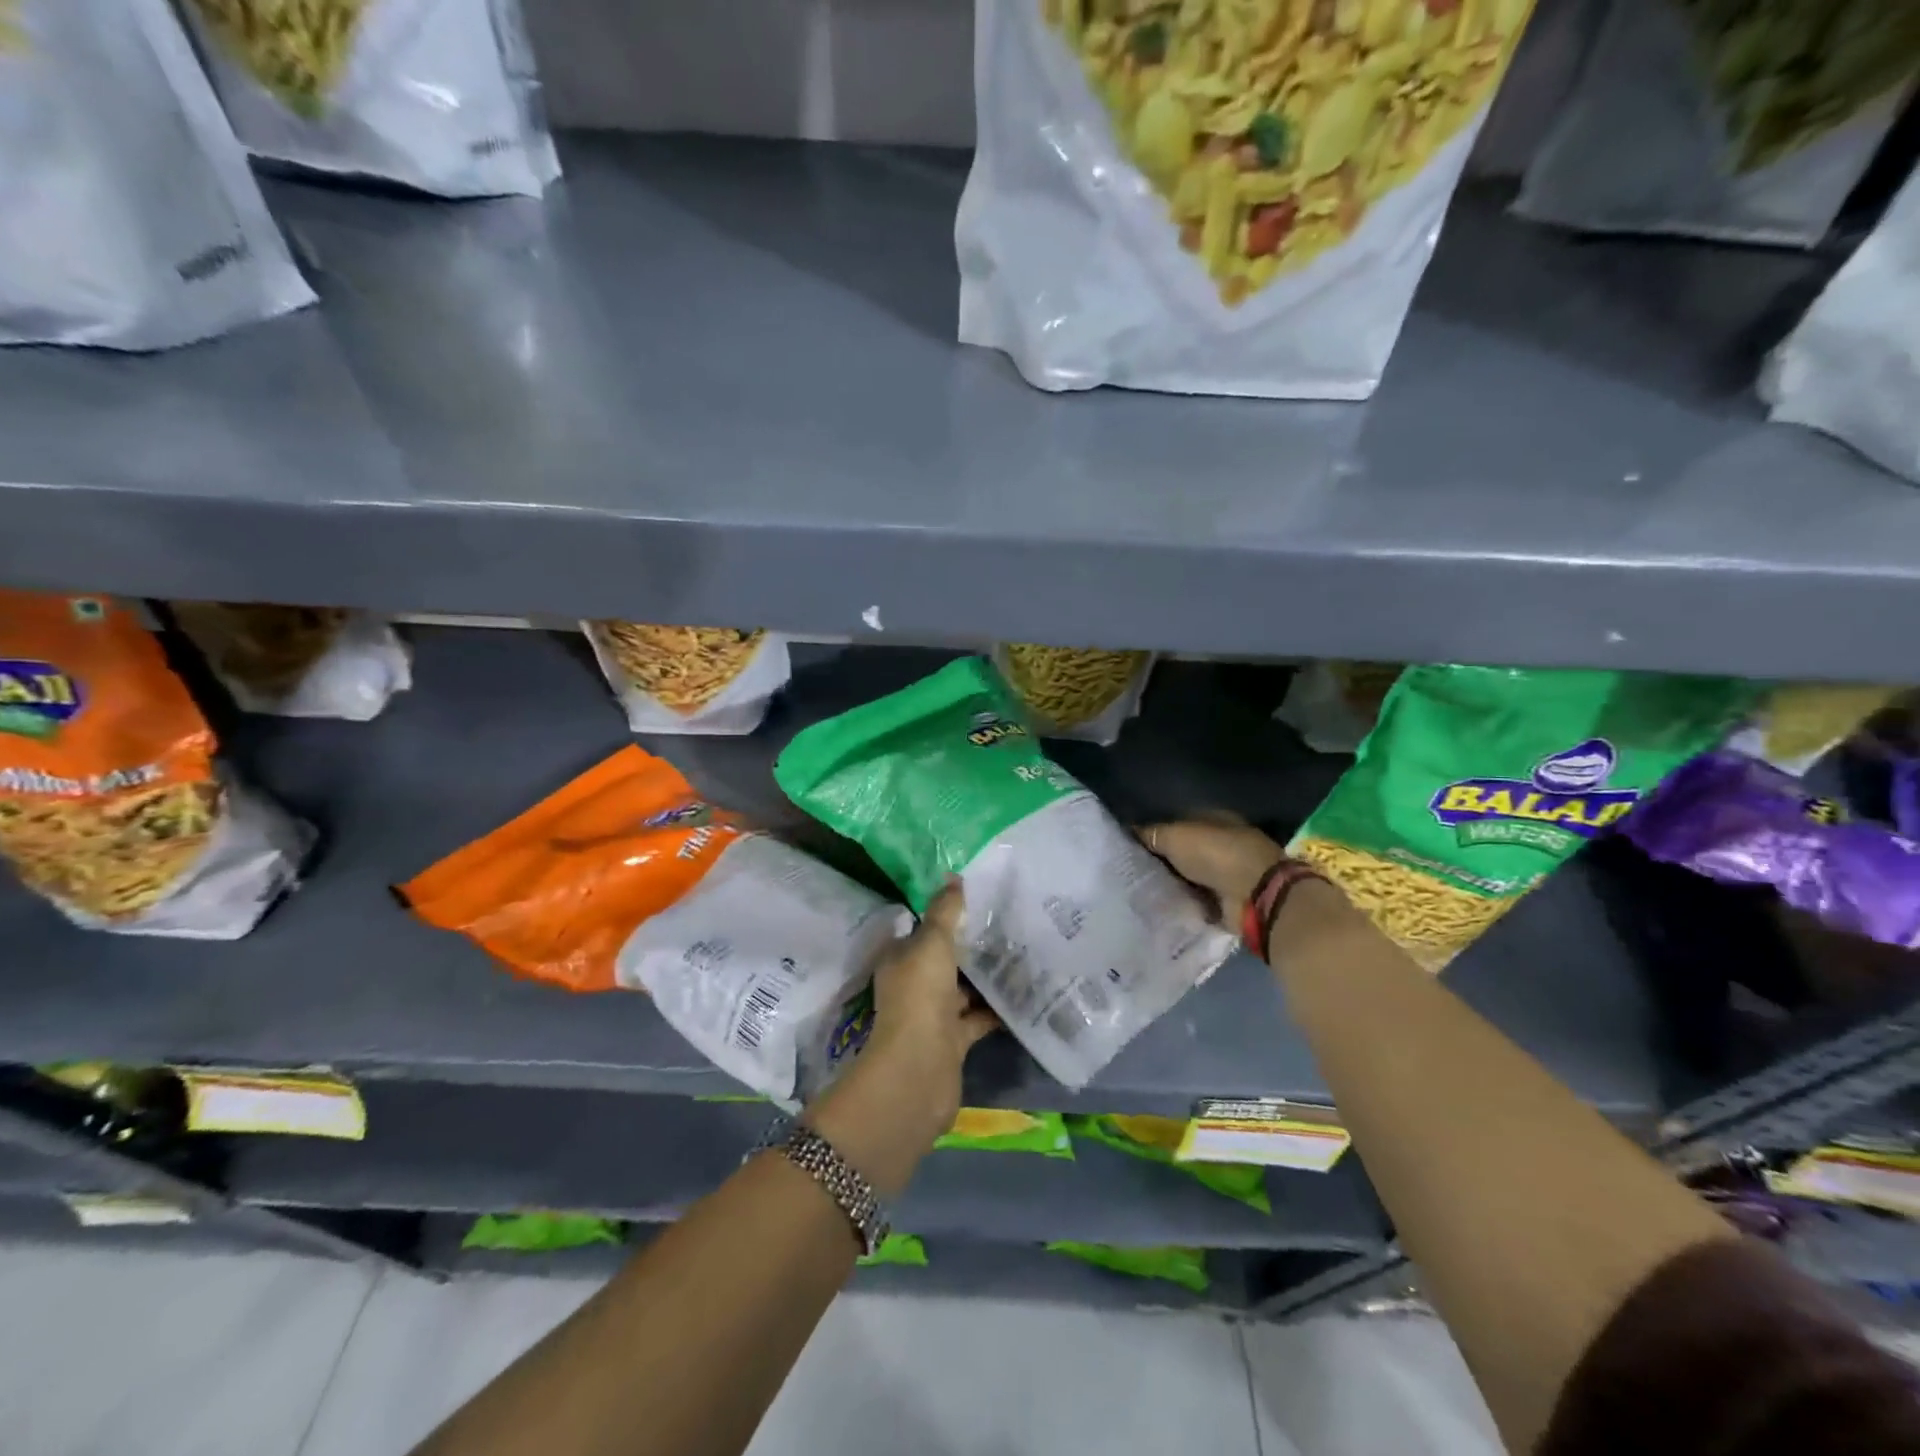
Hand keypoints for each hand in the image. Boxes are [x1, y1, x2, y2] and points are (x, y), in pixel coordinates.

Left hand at [805, 882, 995, 1194]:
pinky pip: (978, 1017)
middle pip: (945, 958)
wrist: (919, 1071)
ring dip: (987, 976)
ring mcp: (933, 1014)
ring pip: (963, 988)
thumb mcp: (932, 943)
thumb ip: (945, 911)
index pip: (923, 929)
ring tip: (1023, 952)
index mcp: (901, 958)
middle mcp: (914, 983)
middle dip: (972, 944)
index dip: (947, 914)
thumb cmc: (920, 996)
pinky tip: (1025, 993)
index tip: (980, 899)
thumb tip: (954, 875)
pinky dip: (997, 1009)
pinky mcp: (953, 1040)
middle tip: (1010, 922)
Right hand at [1141, 815, 1286, 925]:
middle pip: (1183, 851)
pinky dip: (1182, 904)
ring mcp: (1226, 874)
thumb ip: (1151, 833)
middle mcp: (1221, 844)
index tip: (1130, 845)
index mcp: (1214, 819)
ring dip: (1170, 883)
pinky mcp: (1226, 902)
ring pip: (1188, 877)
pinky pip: (1195, 900)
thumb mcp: (1175, 836)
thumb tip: (1128, 830)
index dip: (1155, 831)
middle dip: (1160, 860)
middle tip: (1128, 870)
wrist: (1254, 896)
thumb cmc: (1216, 854)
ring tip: (1137, 890)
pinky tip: (1157, 907)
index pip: (1178, 822)